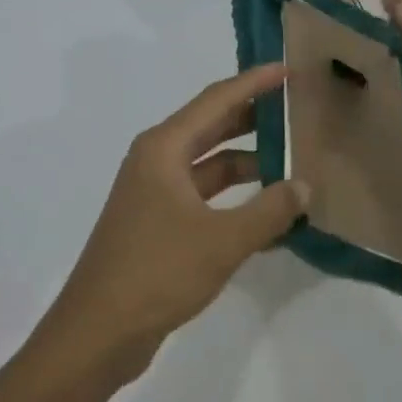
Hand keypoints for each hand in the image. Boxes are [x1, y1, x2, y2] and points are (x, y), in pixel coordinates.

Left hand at [36, 63, 308, 386]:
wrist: (98, 333)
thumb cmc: (157, 272)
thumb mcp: (223, 240)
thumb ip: (269, 210)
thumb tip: (304, 186)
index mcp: (163, 148)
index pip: (216, 100)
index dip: (254, 82)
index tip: (288, 69)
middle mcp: (156, 161)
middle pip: (212, 126)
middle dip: (254, 118)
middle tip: (297, 110)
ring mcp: (155, 194)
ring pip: (210, 166)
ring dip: (249, 165)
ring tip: (295, 165)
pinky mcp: (158, 224)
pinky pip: (205, 198)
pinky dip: (235, 200)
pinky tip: (270, 215)